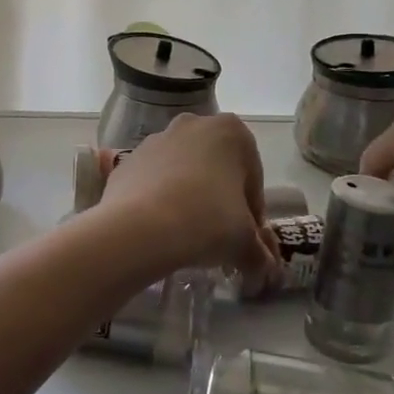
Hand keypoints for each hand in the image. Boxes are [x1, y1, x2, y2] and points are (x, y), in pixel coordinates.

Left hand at [98, 114, 274, 276]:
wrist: (139, 228)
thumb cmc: (207, 221)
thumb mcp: (244, 243)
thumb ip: (259, 253)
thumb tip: (266, 268)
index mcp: (231, 132)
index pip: (252, 178)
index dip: (253, 211)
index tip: (247, 238)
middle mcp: (193, 125)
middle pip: (216, 168)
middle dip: (219, 198)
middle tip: (219, 235)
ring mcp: (156, 139)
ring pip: (182, 172)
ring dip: (188, 197)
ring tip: (187, 235)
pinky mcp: (127, 160)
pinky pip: (152, 181)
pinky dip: (159, 200)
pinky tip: (159, 229)